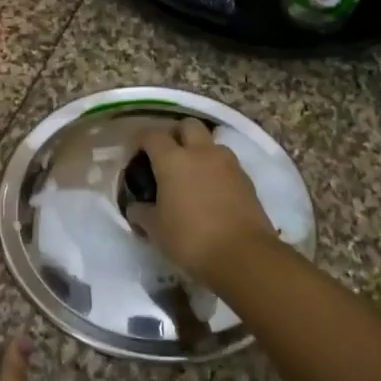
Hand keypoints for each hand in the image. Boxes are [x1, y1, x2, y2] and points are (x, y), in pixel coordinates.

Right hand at [130, 119, 279, 278]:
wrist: (243, 255)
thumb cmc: (190, 239)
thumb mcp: (155, 229)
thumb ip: (141, 212)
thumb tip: (136, 207)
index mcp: (173, 159)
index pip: (151, 135)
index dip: (139, 141)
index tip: (133, 155)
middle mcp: (201, 152)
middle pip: (187, 125)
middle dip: (174, 134)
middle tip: (165, 156)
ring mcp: (228, 163)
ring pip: (210, 142)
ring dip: (198, 150)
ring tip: (190, 175)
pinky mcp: (246, 179)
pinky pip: (226, 163)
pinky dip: (215, 169)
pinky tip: (210, 191)